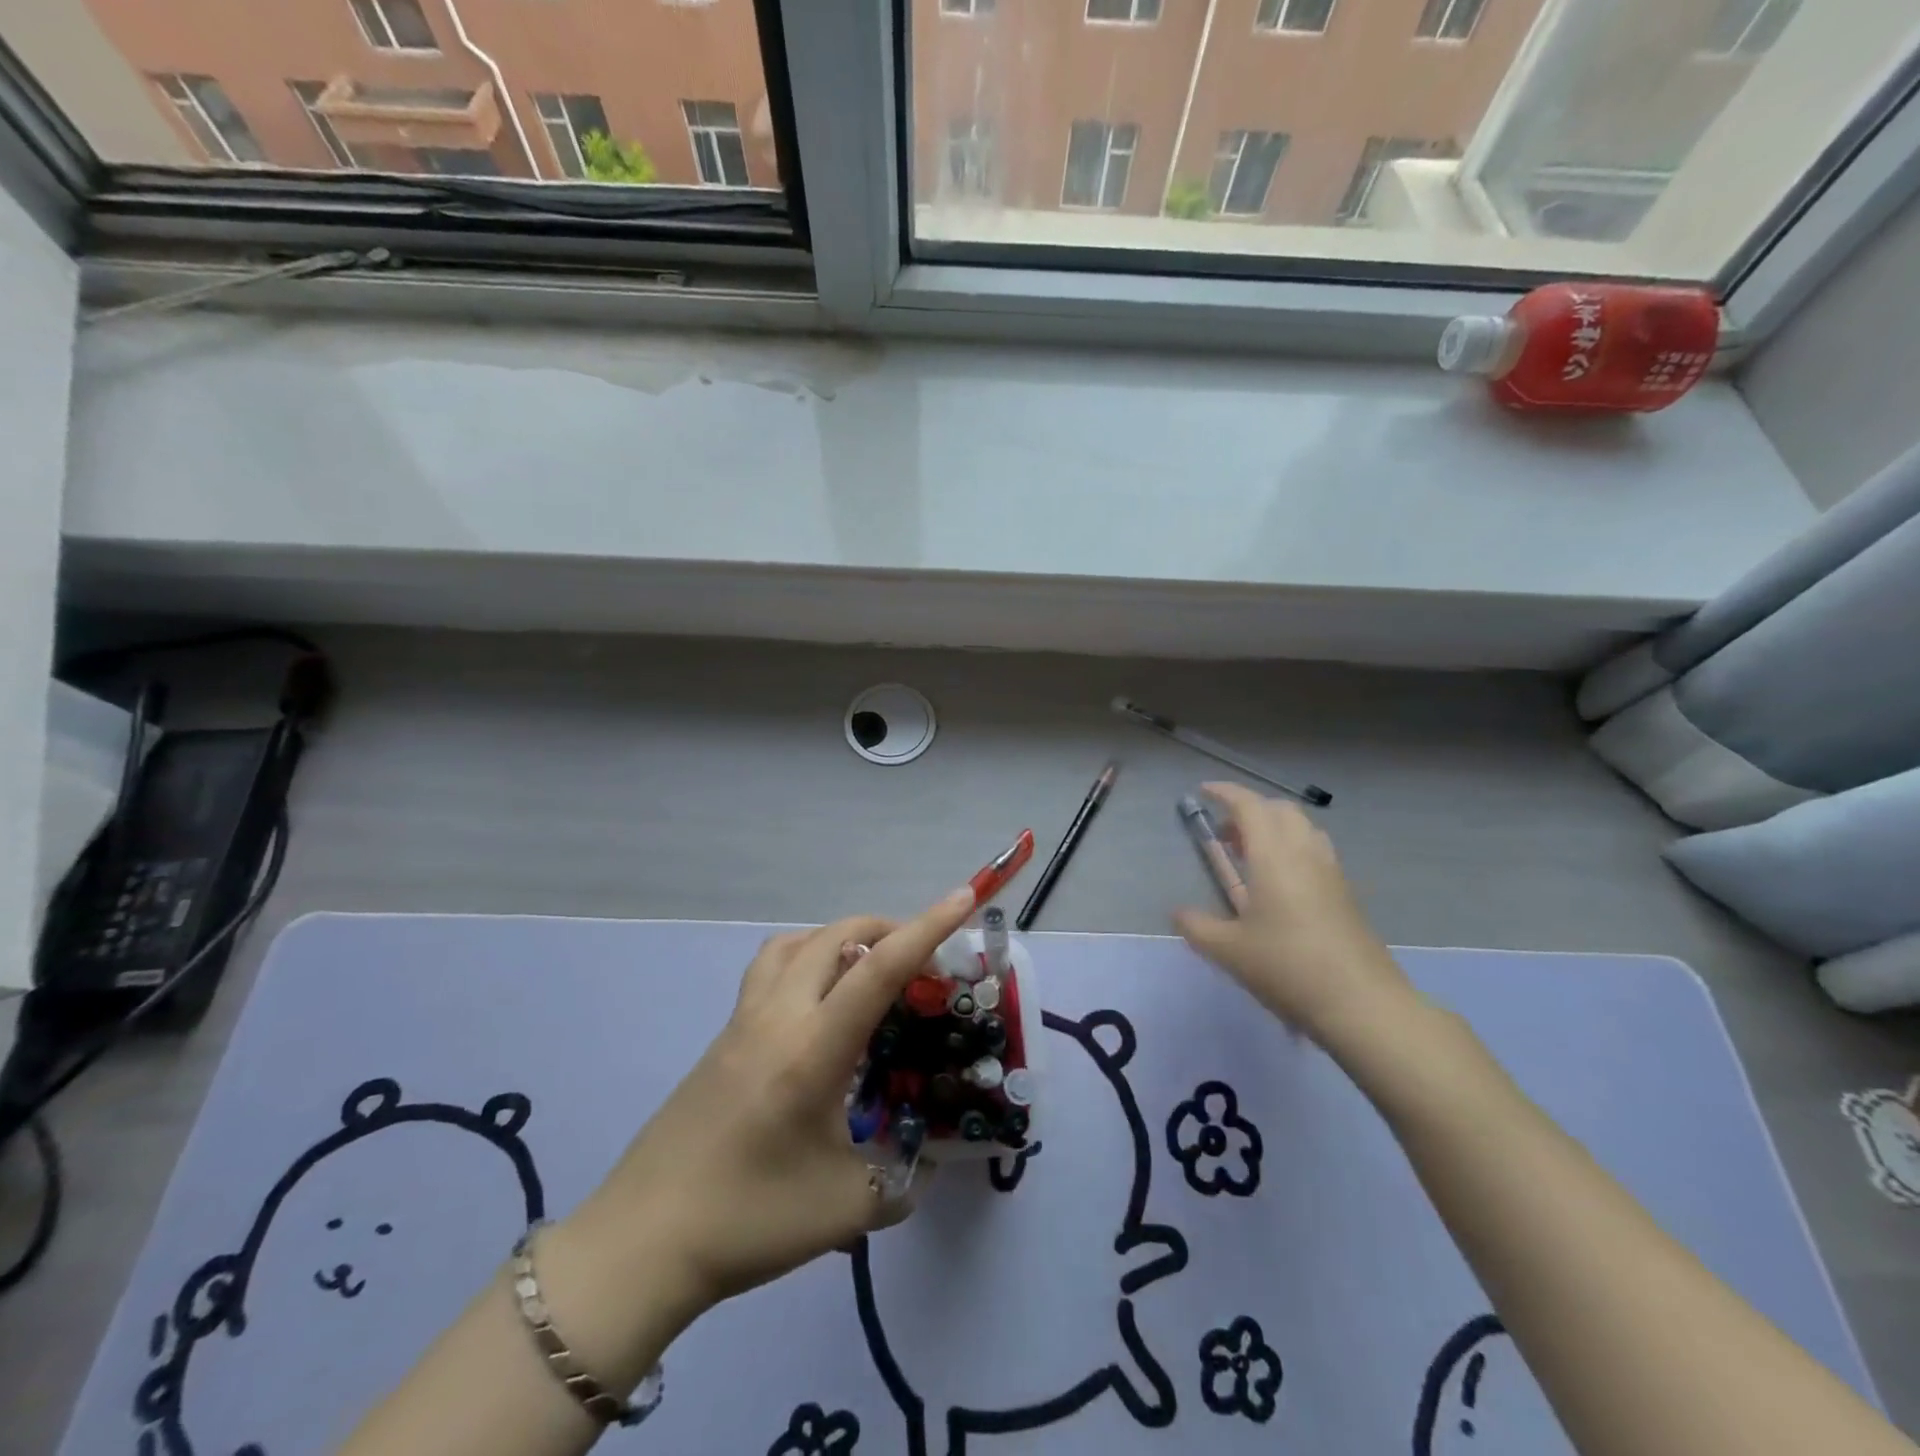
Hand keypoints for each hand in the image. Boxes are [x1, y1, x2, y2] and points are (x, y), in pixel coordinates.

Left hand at [565, 887, 976, 1327]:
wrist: (641, 1243)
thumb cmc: (748, 1220)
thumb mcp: (845, 1209)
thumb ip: (900, 1182)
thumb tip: (925, 1165)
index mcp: (813, 1048)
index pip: (879, 968)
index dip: (927, 928)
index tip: (962, 897)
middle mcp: (777, 1017)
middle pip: (835, 936)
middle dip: (886, 927)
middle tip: (920, 955)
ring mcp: (742, 1022)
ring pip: (794, 944)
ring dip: (838, 938)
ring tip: (866, 969)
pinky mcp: (721, 1038)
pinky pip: (769, 970)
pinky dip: (805, 960)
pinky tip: (816, 1008)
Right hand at [1173, 782, 1414, 1043]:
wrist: (1361, 1004)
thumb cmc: (1287, 967)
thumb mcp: (1228, 950)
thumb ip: (1196, 926)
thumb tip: (1177, 912)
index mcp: (1273, 856)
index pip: (1249, 806)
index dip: (1225, 792)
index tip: (1203, 791)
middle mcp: (1304, 853)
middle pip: (1280, 810)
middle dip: (1250, 810)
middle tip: (1225, 834)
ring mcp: (1331, 872)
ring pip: (1303, 828)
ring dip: (1274, 828)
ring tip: (1250, 855)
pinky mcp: (1346, 894)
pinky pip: (1316, 851)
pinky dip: (1292, 849)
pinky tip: (1279, 885)